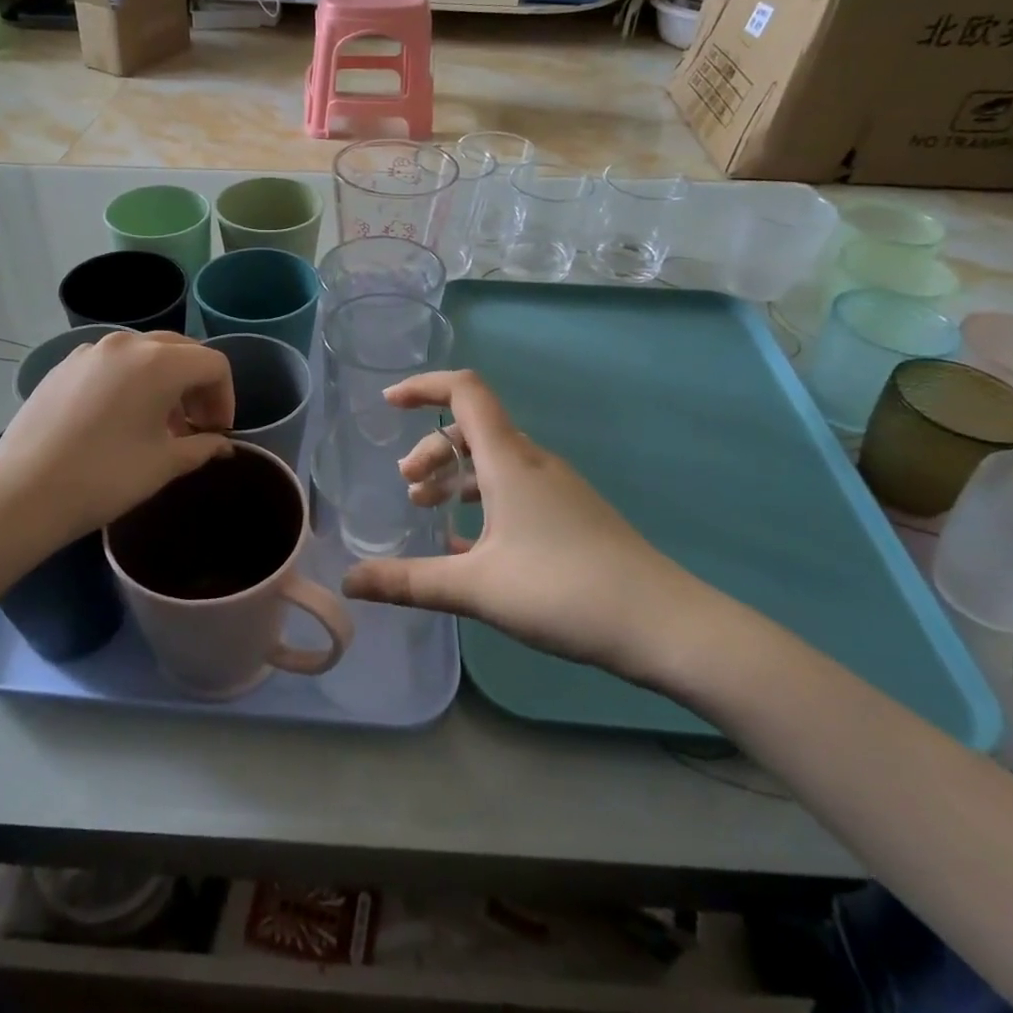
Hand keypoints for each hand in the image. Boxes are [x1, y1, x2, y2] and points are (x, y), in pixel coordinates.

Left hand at [0, 331, 233, 541]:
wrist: (23, 493)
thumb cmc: (106, 477)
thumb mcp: (164, 464)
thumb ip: (202, 447)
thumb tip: (221, 445)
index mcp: (159, 362)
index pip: (213, 364)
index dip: (226, 398)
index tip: (218, 433)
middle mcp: (127, 344)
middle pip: (181, 351)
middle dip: (197, 386)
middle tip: (195, 426)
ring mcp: (90, 351)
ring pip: (144, 354)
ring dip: (164, 383)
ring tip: (158, 426)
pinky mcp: (64, 366)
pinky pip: (112, 364)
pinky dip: (130, 382)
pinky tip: (119, 420)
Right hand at [340, 370, 722, 686]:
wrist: (663, 624)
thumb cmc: (563, 590)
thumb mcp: (475, 588)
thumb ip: (408, 582)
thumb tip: (349, 581)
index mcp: (509, 460)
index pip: (465, 392)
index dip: (423, 387)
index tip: (388, 405)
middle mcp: (532, 463)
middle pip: (473, 431)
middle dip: (431, 450)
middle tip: (406, 487)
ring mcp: (556, 488)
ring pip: (493, 463)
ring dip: (454, 478)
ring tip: (426, 511)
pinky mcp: (571, 515)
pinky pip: (514, 490)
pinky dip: (481, 502)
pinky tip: (467, 545)